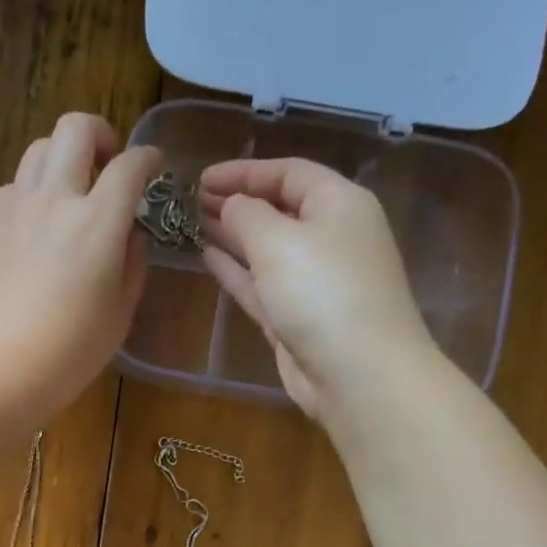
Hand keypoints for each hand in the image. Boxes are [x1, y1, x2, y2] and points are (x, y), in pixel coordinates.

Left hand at [0, 113, 161, 420]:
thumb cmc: (69, 353)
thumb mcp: (119, 313)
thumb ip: (131, 263)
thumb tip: (129, 234)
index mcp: (97, 223)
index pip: (130, 165)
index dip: (148, 158)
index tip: (154, 167)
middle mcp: (54, 201)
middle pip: (75, 128)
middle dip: (100, 135)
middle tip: (107, 165)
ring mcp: (14, 209)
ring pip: (38, 150)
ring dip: (62, 161)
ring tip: (69, 195)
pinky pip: (13, 188)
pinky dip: (32, 193)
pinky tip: (36, 228)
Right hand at [198, 158, 432, 422]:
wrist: (357, 374)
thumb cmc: (322, 293)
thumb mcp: (279, 241)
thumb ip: (247, 215)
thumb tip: (231, 205)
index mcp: (339, 205)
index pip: (289, 174)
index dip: (244, 172)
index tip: (200, 178)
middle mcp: (330, 238)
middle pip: (279, 210)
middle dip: (236, 203)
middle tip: (189, 202)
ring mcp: (313, 281)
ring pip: (266, 249)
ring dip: (231, 236)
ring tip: (190, 224)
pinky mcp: (296, 318)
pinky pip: (261, 284)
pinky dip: (236, 270)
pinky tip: (207, 257)